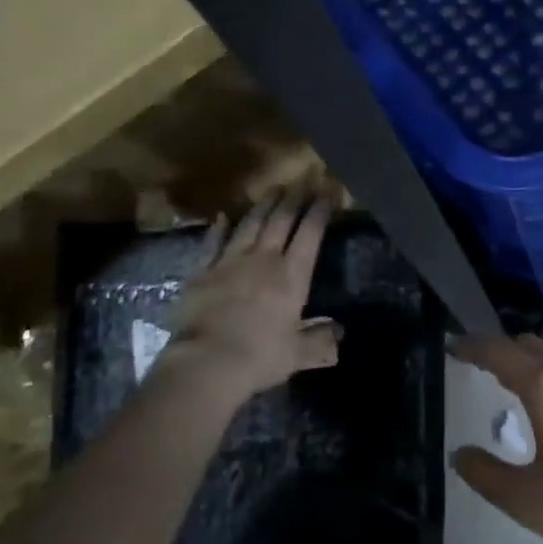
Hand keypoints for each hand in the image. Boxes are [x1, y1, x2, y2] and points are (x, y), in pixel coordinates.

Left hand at [158, 190, 338, 405]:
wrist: (205, 362)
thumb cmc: (259, 358)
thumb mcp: (297, 355)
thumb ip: (320, 342)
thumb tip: (339, 333)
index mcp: (292, 277)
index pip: (310, 234)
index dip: (320, 211)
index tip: (327, 191)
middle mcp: (264, 260)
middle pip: (281, 220)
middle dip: (294, 199)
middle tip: (303, 181)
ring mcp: (230, 261)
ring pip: (251, 224)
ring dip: (264, 205)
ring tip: (273, 189)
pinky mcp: (203, 271)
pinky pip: (213, 243)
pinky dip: (219, 228)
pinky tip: (223, 216)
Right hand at [453, 335, 542, 543]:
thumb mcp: (528, 501)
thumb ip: (486, 474)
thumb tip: (461, 453)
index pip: (499, 352)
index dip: (472, 346)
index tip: (453, 345)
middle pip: (528, 345)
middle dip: (500, 349)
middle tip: (479, 366)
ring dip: (530, 359)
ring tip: (515, 382)